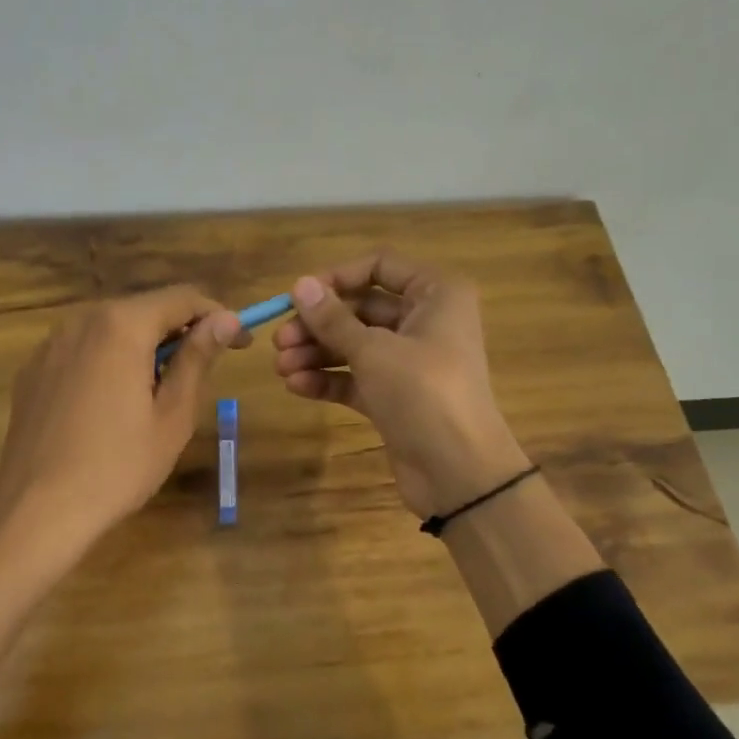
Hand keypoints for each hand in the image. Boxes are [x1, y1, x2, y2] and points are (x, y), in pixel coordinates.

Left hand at [0, 285, 245, 550]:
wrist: (38, 511)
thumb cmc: (119, 467)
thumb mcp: (173, 415)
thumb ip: (198, 358)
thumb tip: (226, 319)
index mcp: (121, 325)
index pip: (182, 298)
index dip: (218, 316)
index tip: (241, 343)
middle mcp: (81, 320)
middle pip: (144, 310)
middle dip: (180, 331)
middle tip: (204, 370)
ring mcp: (50, 345)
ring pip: (111, 329)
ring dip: (144, 346)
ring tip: (159, 390)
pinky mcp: (32, 371)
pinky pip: (82, 350)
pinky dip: (109, 361)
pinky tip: (113, 403)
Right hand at [272, 252, 528, 518]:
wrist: (459, 472)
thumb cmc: (423, 392)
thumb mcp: (373, 350)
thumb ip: (333, 318)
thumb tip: (299, 285)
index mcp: (436, 294)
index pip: (379, 266)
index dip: (336, 277)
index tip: (298, 297)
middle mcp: (425, 321)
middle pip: (361, 309)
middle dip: (318, 325)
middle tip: (279, 341)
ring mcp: (410, 361)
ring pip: (355, 345)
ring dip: (316, 353)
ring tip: (280, 368)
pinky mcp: (396, 395)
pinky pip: (357, 377)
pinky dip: (329, 379)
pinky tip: (296, 386)